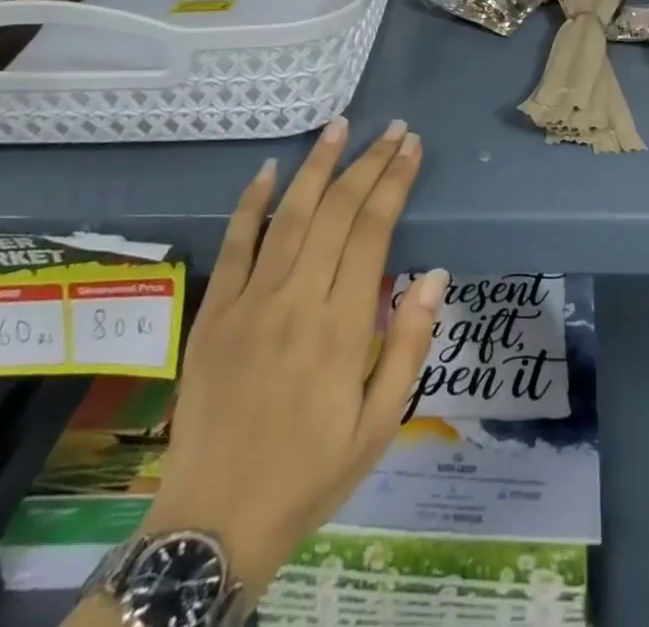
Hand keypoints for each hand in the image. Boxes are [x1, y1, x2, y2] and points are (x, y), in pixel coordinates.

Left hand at [143, 118, 445, 593]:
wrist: (213, 522)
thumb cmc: (310, 473)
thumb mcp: (380, 424)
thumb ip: (408, 345)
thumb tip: (435, 275)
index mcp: (342, 326)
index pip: (374, 230)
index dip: (395, 182)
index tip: (412, 148)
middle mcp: (297, 300)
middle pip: (338, 211)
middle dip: (368, 162)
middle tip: (392, 129)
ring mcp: (250, 302)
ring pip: (290, 215)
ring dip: (317, 166)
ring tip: (339, 126)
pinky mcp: (213, 312)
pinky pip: (235, 245)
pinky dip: (251, 203)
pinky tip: (267, 170)